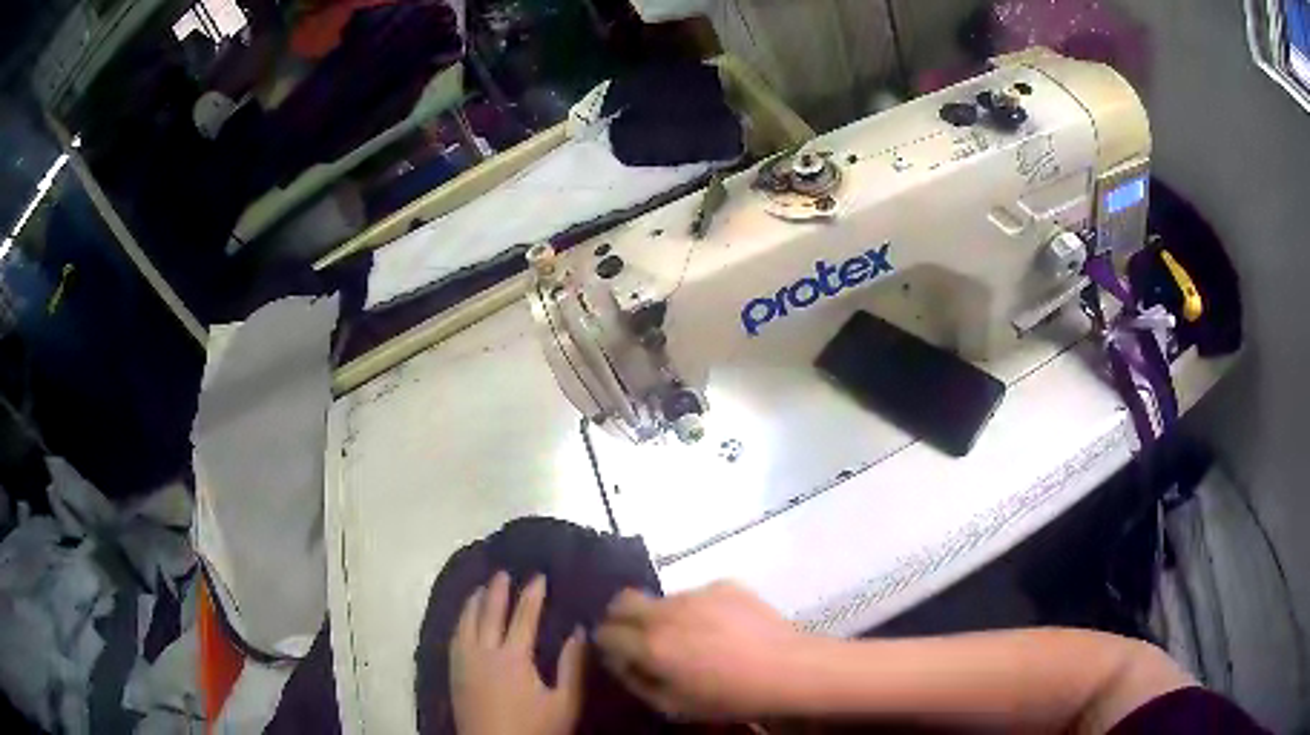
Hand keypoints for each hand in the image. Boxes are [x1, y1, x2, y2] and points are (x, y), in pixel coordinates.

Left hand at [450, 572, 584, 734]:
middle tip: (502, 572)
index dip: (531, 595)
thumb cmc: (535, 728)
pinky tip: (463, 620)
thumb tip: (578, 632)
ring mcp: (464, 661)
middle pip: (489, 614)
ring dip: (473, 602)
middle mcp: (484, 652)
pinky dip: (460, 621)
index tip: (538, 576)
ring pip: (466, 622)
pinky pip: (454, 637)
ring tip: (480, 588)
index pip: (523, 617)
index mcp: (513, 657)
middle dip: (497, 591)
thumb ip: (572, 667)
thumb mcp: (564, 702)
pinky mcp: (454, 673)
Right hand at [595, 581, 810, 719]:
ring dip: (662, 615)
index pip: (606, 631)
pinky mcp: (723, 584)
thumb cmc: (731, 697)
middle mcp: (667, 612)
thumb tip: (620, 661)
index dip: (607, 643)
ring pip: (661, 598)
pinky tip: (721, 628)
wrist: (790, 668)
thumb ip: (636, 681)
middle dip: (620, 618)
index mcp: (652, 645)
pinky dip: (696, 609)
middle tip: (640, 639)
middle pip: (622, 601)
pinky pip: (695, 595)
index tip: (619, 654)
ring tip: (692, 637)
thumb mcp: (674, 706)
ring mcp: (697, 593)